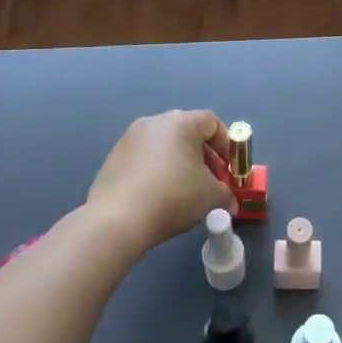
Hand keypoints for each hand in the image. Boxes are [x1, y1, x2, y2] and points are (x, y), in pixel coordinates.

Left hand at [86, 111, 235, 251]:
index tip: (229, 170)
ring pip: (164, 147)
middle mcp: (154, 122)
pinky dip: (156, 173)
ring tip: (184, 194)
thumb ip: (226, 194)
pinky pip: (144, 160)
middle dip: (204, 157)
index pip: (212, 123)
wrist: (118, 219)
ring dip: (179, 165)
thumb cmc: (174, 197)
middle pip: (187, 133)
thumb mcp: (212, 197)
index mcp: (181, 122)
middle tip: (210, 183)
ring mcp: (129, 139)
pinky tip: (158, 199)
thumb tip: (229, 201)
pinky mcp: (113, 158)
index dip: (226, 145)